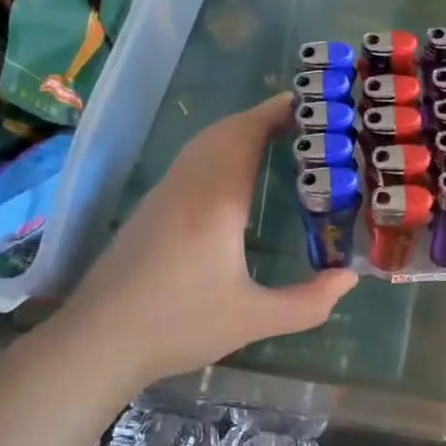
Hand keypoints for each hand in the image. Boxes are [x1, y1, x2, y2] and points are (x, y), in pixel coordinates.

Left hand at [29, 95, 356, 387]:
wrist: (97, 342)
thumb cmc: (177, 325)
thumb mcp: (252, 320)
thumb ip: (307, 302)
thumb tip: (349, 279)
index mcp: (215, 201)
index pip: (246, 135)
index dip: (276, 112)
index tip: (310, 104)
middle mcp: (187, 186)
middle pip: (224, 131)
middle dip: (263, 118)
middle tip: (304, 122)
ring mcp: (163, 195)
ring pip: (203, 144)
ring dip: (239, 132)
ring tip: (276, 139)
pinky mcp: (149, 210)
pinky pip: (191, 161)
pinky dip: (219, 150)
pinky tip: (233, 176)